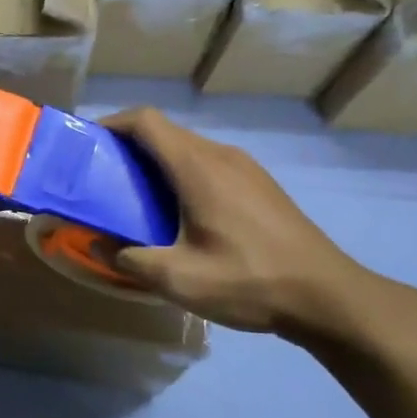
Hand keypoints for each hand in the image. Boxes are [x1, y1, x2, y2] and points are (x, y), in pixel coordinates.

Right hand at [104, 109, 385, 344]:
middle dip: (128, 147)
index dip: (112, 124)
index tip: (88, 145)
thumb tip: (95, 244)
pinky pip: (209, 164)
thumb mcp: (178, 278)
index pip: (145, 121)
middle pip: (165, 132)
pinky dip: (182, 174)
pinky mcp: (260, 184)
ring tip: (136, 199)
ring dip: (156, 162)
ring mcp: (245, 167)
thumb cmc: (248, 281)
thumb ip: (128, 258)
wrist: (328, 296)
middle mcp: (221, 155)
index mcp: (197, 167)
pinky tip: (180, 213)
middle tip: (104, 180)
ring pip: (188, 148)